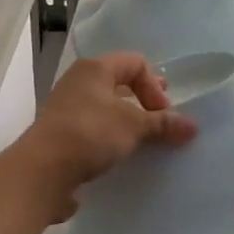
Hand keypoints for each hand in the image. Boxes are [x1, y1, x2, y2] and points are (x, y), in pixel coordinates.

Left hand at [15, 53, 197, 221]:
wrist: (41, 171)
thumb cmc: (90, 133)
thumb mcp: (133, 126)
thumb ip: (163, 124)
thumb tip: (192, 126)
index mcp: (94, 68)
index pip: (135, 62)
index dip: (154, 84)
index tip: (163, 113)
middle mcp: (78, 82)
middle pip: (118, 82)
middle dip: (142, 100)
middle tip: (158, 119)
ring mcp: (65, 109)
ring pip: (104, 107)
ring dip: (125, 121)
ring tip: (141, 140)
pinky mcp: (59, 135)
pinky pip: (92, 129)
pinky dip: (109, 137)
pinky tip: (118, 156)